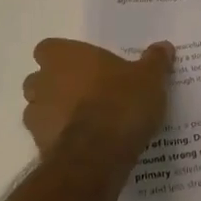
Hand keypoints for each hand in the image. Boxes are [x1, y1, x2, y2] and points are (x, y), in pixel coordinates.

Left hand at [22, 39, 173, 158]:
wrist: (99, 155)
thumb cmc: (121, 102)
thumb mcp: (149, 78)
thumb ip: (155, 61)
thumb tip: (164, 46)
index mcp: (65, 56)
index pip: (47, 49)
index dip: (62, 57)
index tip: (82, 66)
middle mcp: (44, 81)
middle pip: (39, 79)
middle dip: (56, 86)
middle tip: (86, 93)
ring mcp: (36, 116)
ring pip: (38, 110)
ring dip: (55, 114)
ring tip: (85, 123)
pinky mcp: (38, 147)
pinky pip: (47, 138)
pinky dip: (60, 140)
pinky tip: (85, 146)